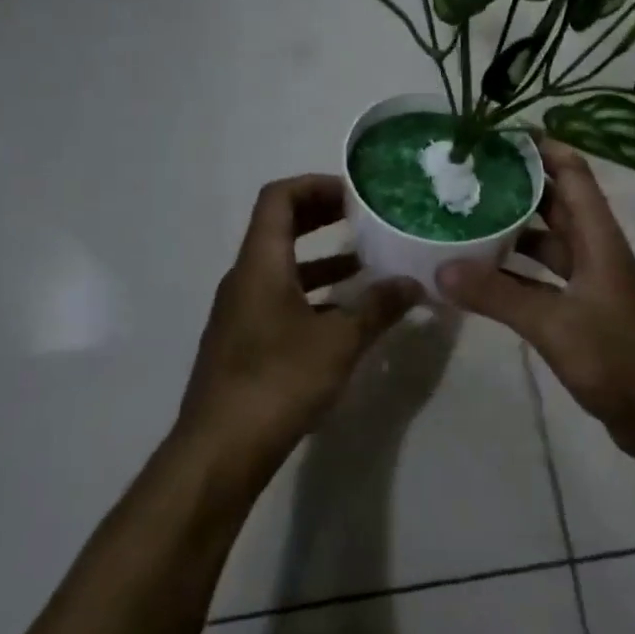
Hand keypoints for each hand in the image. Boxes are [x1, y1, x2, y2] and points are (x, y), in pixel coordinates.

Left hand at [175, 176, 422, 474]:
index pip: (278, 199)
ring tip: (368, 266)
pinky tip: (346, 317)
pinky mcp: (245, 343)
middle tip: (366, 220)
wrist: (221, 449)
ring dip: (323, 260)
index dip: (315, 185)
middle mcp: (244, 279)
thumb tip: (413, 283)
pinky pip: (281, 300)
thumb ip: (378, 308)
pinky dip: (314, 295)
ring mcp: (241, 313)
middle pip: (280, 228)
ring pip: (283, 268)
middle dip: (323, 218)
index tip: (356, 194)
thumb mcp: (339, 342)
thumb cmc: (278, 381)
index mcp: (260, 265)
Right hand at [437, 142, 634, 462]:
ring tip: (466, 219)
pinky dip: (515, 274)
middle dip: (519, 186)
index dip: (544, 148)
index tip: (500, 134)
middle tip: (469, 175)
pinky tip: (481, 276)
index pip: (574, 175)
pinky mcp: (582, 313)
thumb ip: (497, 295)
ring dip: (514, 231)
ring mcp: (590, 284)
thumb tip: (441, 269)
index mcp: (600, 239)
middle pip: (557, 204)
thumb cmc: (616, 359)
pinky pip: (543, 280)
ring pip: (548, 244)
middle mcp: (596, 252)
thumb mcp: (553, 323)